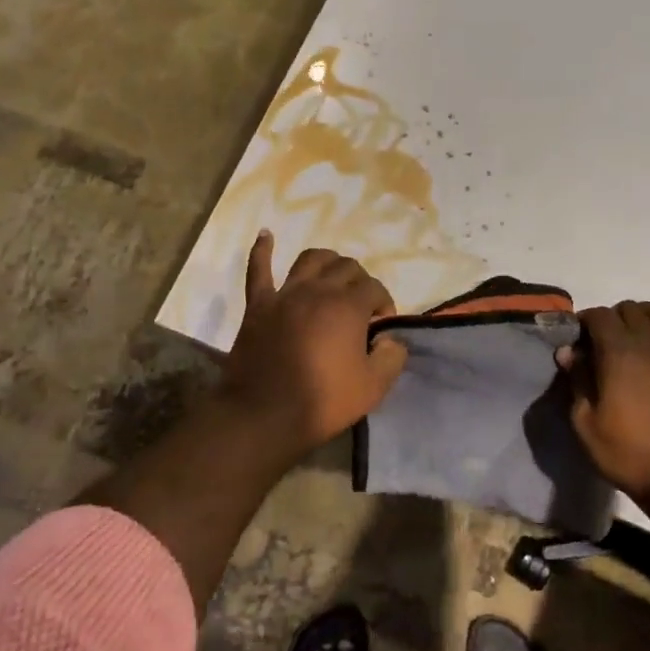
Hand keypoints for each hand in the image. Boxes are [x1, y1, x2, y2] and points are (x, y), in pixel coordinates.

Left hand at [218, 232, 407, 455]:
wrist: (263, 415)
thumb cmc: (322, 402)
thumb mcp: (373, 387)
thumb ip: (391, 358)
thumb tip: (391, 339)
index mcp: (348, 306)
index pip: (375, 289)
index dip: (384, 304)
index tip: (381, 328)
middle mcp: (318, 290)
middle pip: (346, 267)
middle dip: (360, 281)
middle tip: (361, 306)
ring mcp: (285, 294)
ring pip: (310, 259)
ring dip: (327, 261)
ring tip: (332, 274)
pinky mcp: (258, 305)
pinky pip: (258, 269)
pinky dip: (262, 250)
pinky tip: (266, 235)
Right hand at [557, 301, 649, 502]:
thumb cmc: (629, 454)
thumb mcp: (586, 424)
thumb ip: (577, 382)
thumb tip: (568, 352)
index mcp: (618, 352)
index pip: (598, 315)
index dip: (584, 321)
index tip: (577, 340)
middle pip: (629, 309)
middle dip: (611, 319)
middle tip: (602, 344)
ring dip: (644, 315)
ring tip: (635, 334)